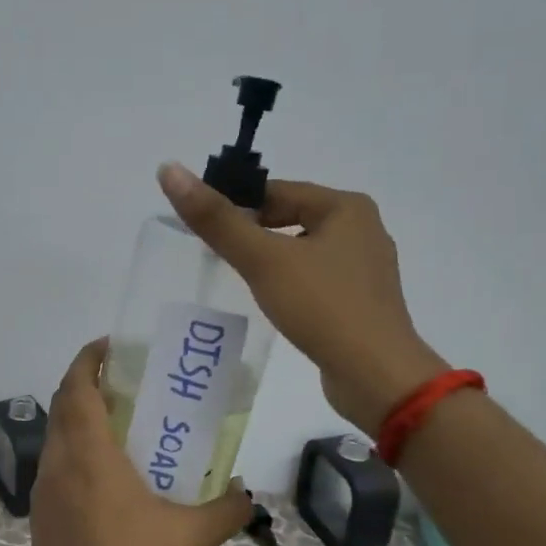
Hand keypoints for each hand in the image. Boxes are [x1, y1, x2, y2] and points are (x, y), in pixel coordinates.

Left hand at [29, 339, 253, 545]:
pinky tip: (105, 472)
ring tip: (118, 421)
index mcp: (90, 458)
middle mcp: (59, 465)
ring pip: (56, 435)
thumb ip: (226, 509)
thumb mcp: (192, 538)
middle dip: (86, 382)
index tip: (110, 345)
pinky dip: (74, 448)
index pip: (77, 390)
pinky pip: (55, 464)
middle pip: (63, 406)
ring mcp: (43, 491)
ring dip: (79, 416)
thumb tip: (246, 492)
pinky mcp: (40, 514)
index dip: (88, 360)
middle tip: (123, 379)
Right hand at [157, 162, 446, 433]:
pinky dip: (290, 284)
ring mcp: (365, 268)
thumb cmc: (322, 307)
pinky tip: (273, 304)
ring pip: (302, 251)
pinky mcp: (362, 302)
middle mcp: (362, 229)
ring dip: (270, 260)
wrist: (376, 376)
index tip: (205, 228)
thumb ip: (216, 219)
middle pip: (290, 219)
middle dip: (253, 234)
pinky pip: (316, 279)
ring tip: (238, 281)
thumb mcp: (263, 259)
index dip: (237, 205)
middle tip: (215, 256)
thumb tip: (169, 169)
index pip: (277, 191)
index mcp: (347, 207)